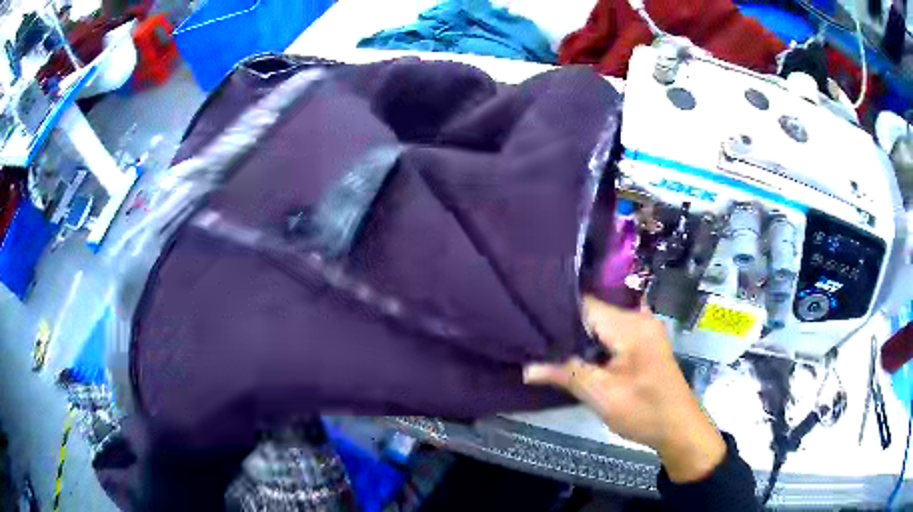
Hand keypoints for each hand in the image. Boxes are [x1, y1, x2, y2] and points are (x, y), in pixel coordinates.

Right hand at [523, 296, 725, 482]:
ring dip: (581, 333)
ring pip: (604, 321)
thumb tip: (527, 369)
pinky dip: (596, 339)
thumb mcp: (601, 395)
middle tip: (535, 331)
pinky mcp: (646, 341)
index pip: (587, 304)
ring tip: (549, 340)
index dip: (558, 309)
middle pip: (595, 310)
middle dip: (567, 323)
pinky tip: (578, 350)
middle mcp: (639, 318)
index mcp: (630, 326)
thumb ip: (565, 374)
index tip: (531, 315)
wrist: (679, 427)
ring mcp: (645, 328)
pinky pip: (614, 331)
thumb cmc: (643, 410)